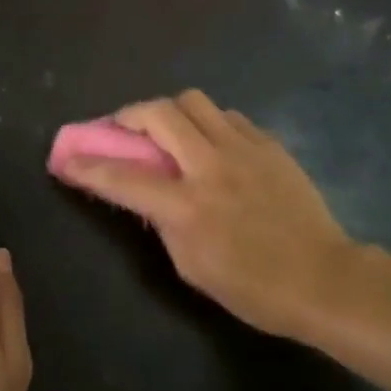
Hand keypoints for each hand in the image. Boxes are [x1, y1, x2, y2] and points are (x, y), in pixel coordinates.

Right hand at [52, 90, 362, 337]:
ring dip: (170, 111)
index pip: (124, 177)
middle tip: (122, 128)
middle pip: (157, 114)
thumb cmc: (254, 288)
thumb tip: (149, 193)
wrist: (324, 278)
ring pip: (193, 101)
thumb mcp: (193, 268)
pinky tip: (213, 144)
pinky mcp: (267, 143)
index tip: (66, 159)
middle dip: (128, 116)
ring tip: (170, 131)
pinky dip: (209, 123)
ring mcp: (242, 148)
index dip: (88, 167)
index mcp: (187, 206)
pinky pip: (227, 115)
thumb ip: (164, 223)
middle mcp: (210, 166)